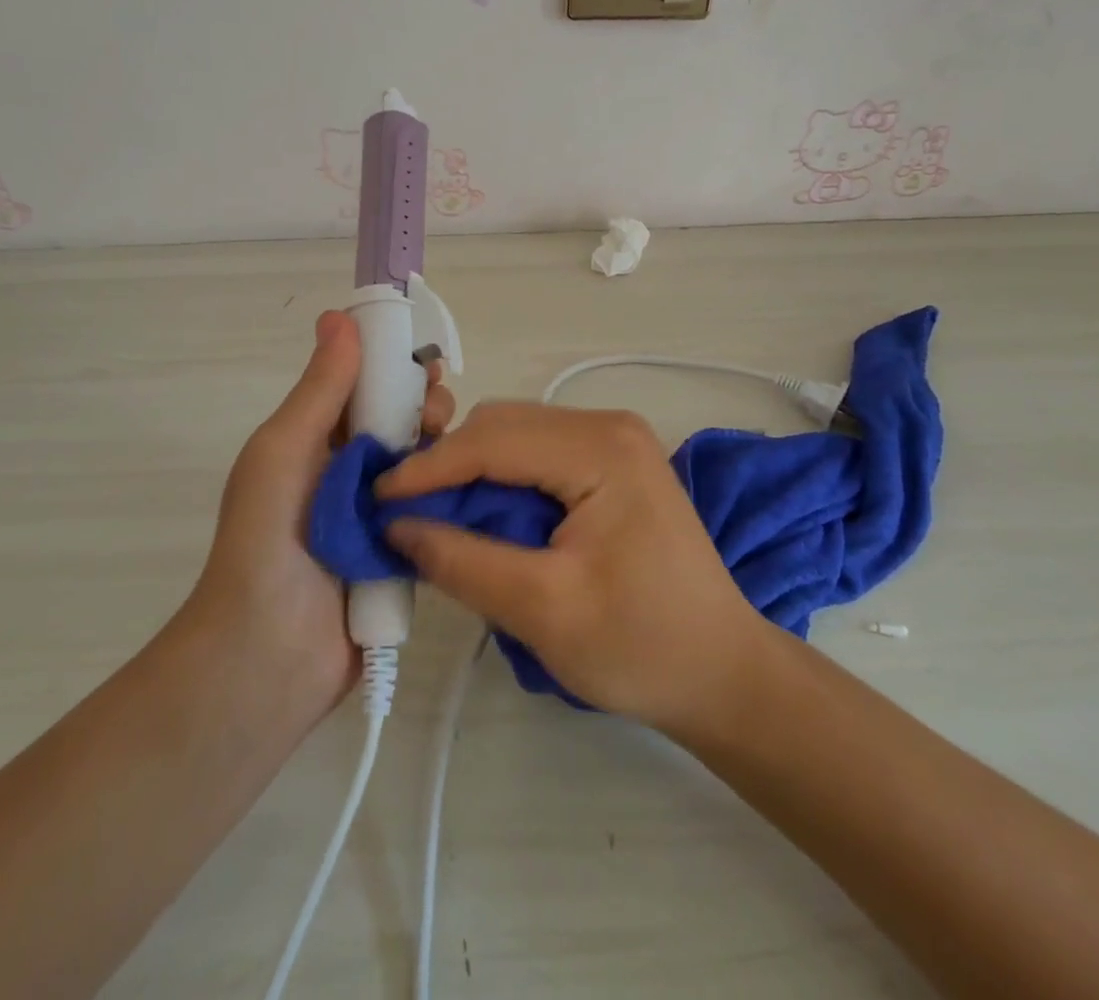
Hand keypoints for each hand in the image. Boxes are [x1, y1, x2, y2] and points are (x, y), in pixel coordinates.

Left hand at [187, 310, 455, 714]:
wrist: (268, 655)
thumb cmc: (268, 539)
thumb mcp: (284, 451)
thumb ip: (319, 390)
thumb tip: (338, 317)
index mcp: (318, 442)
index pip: (367, 388)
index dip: (398, 368)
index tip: (429, 364)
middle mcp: (351, 472)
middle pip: (404, 423)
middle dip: (427, 409)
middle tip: (438, 419)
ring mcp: (381, 515)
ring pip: (426, 465)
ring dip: (446, 452)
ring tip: (458, 458)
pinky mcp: (406, 553)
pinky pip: (438, 512)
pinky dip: (456, 497)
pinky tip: (481, 489)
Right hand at [376, 403, 762, 728]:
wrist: (723, 673)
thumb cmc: (641, 646)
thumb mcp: (543, 610)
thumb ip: (463, 562)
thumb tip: (394, 527)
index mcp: (601, 448)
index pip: (492, 440)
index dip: (428, 468)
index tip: (375, 500)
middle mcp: (608, 426)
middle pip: (503, 427)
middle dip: (448, 466)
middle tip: (403, 513)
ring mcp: (614, 441)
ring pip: (515, 437)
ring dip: (471, 473)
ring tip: (435, 518)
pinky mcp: (612, 463)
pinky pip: (537, 456)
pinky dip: (500, 481)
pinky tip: (482, 518)